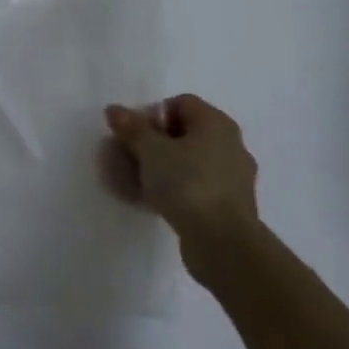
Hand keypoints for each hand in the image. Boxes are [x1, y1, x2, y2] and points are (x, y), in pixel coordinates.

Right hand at [105, 94, 259, 279]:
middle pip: (185, 133)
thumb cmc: (188, 184)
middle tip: (131, 158)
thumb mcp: (151, 151)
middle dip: (154, 144)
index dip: (153, 114)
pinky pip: (197, 187)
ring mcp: (234, 178)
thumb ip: (132, 128)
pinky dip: (176, 190)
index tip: (134, 135)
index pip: (180, 103)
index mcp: (216, 123)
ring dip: (163, 168)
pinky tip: (154, 202)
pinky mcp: (230, 207)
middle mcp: (231, 145)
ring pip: (190, 163)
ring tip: (137, 183)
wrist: (224, 244)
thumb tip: (114, 109)